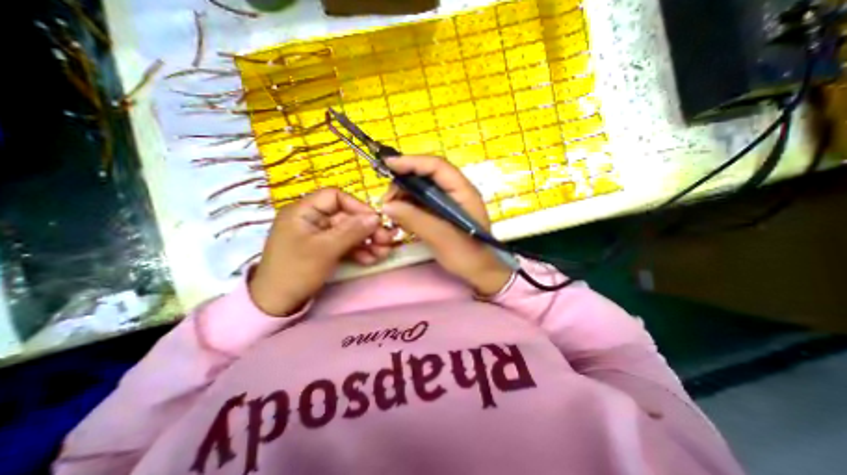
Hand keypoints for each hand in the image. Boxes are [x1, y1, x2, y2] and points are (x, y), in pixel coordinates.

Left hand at [249, 188, 395, 314]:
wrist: (277, 305)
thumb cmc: (296, 272)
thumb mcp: (325, 249)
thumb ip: (352, 231)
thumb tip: (376, 216)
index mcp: (304, 212)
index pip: (335, 197)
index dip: (357, 206)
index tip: (376, 220)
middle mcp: (313, 220)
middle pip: (347, 216)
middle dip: (368, 228)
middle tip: (388, 240)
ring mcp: (320, 236)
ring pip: (350, 232)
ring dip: (368, 241)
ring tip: (384, 252)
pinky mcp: (326, 250)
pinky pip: (347, 245)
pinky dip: (360, 251)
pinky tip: (371, 259)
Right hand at [381, 157, 511, 295]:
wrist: (480, 272)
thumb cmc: (467, 254)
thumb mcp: (440, 236)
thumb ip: (414, 219)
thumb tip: (387, 206)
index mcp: (462, 191)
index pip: (436, 166)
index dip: (412, 162)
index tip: (388, 164)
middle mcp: (455, 191)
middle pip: (426, 176)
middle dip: (404, 184)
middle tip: (387, 201)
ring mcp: (447, 202)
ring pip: (421, 190)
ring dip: (403, 197)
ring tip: (392, 213)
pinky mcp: (440, 213)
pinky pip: (420, 203)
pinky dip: (408, 208)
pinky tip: (401, 219)